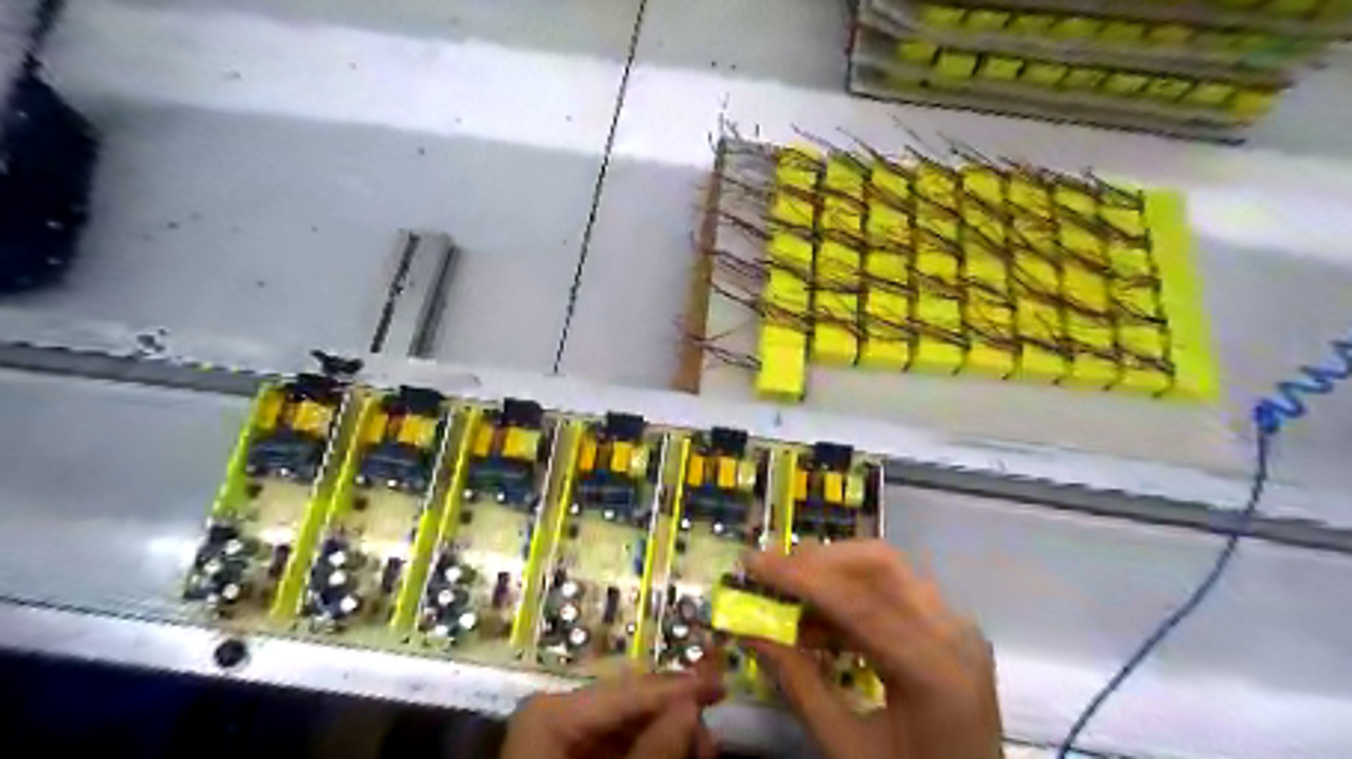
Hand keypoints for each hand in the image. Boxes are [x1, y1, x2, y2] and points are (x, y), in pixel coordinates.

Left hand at [499, 671, 728, 757]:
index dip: (680, 687)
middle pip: (631, 702)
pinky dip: (648, 748)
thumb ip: (651, 750)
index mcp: (553, 711)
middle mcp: (557, 711)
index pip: (631, 690)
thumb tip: (690, 705)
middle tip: (711, 739)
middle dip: (675, 714)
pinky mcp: (569, 754)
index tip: (720, 686)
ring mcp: (561, 734)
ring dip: (666, 733)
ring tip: (700, 750)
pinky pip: (616, 742)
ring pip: (628, 723)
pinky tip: (672, 753)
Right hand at [745, 539, 996, 758]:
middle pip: (881, 565)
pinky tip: (820, 622)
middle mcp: (954, 635)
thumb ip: (798, 684)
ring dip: (835, 574)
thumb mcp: (846, 748)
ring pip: (891, 572)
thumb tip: (750, 632)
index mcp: (933, 670)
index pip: (857, 601)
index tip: (751, 563)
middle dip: (819, 561)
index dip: (798, 577)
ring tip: (788, 594)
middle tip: (772, 570)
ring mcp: (959, 631)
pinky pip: (899, 594)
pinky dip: (855, 597)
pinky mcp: (953, 635)